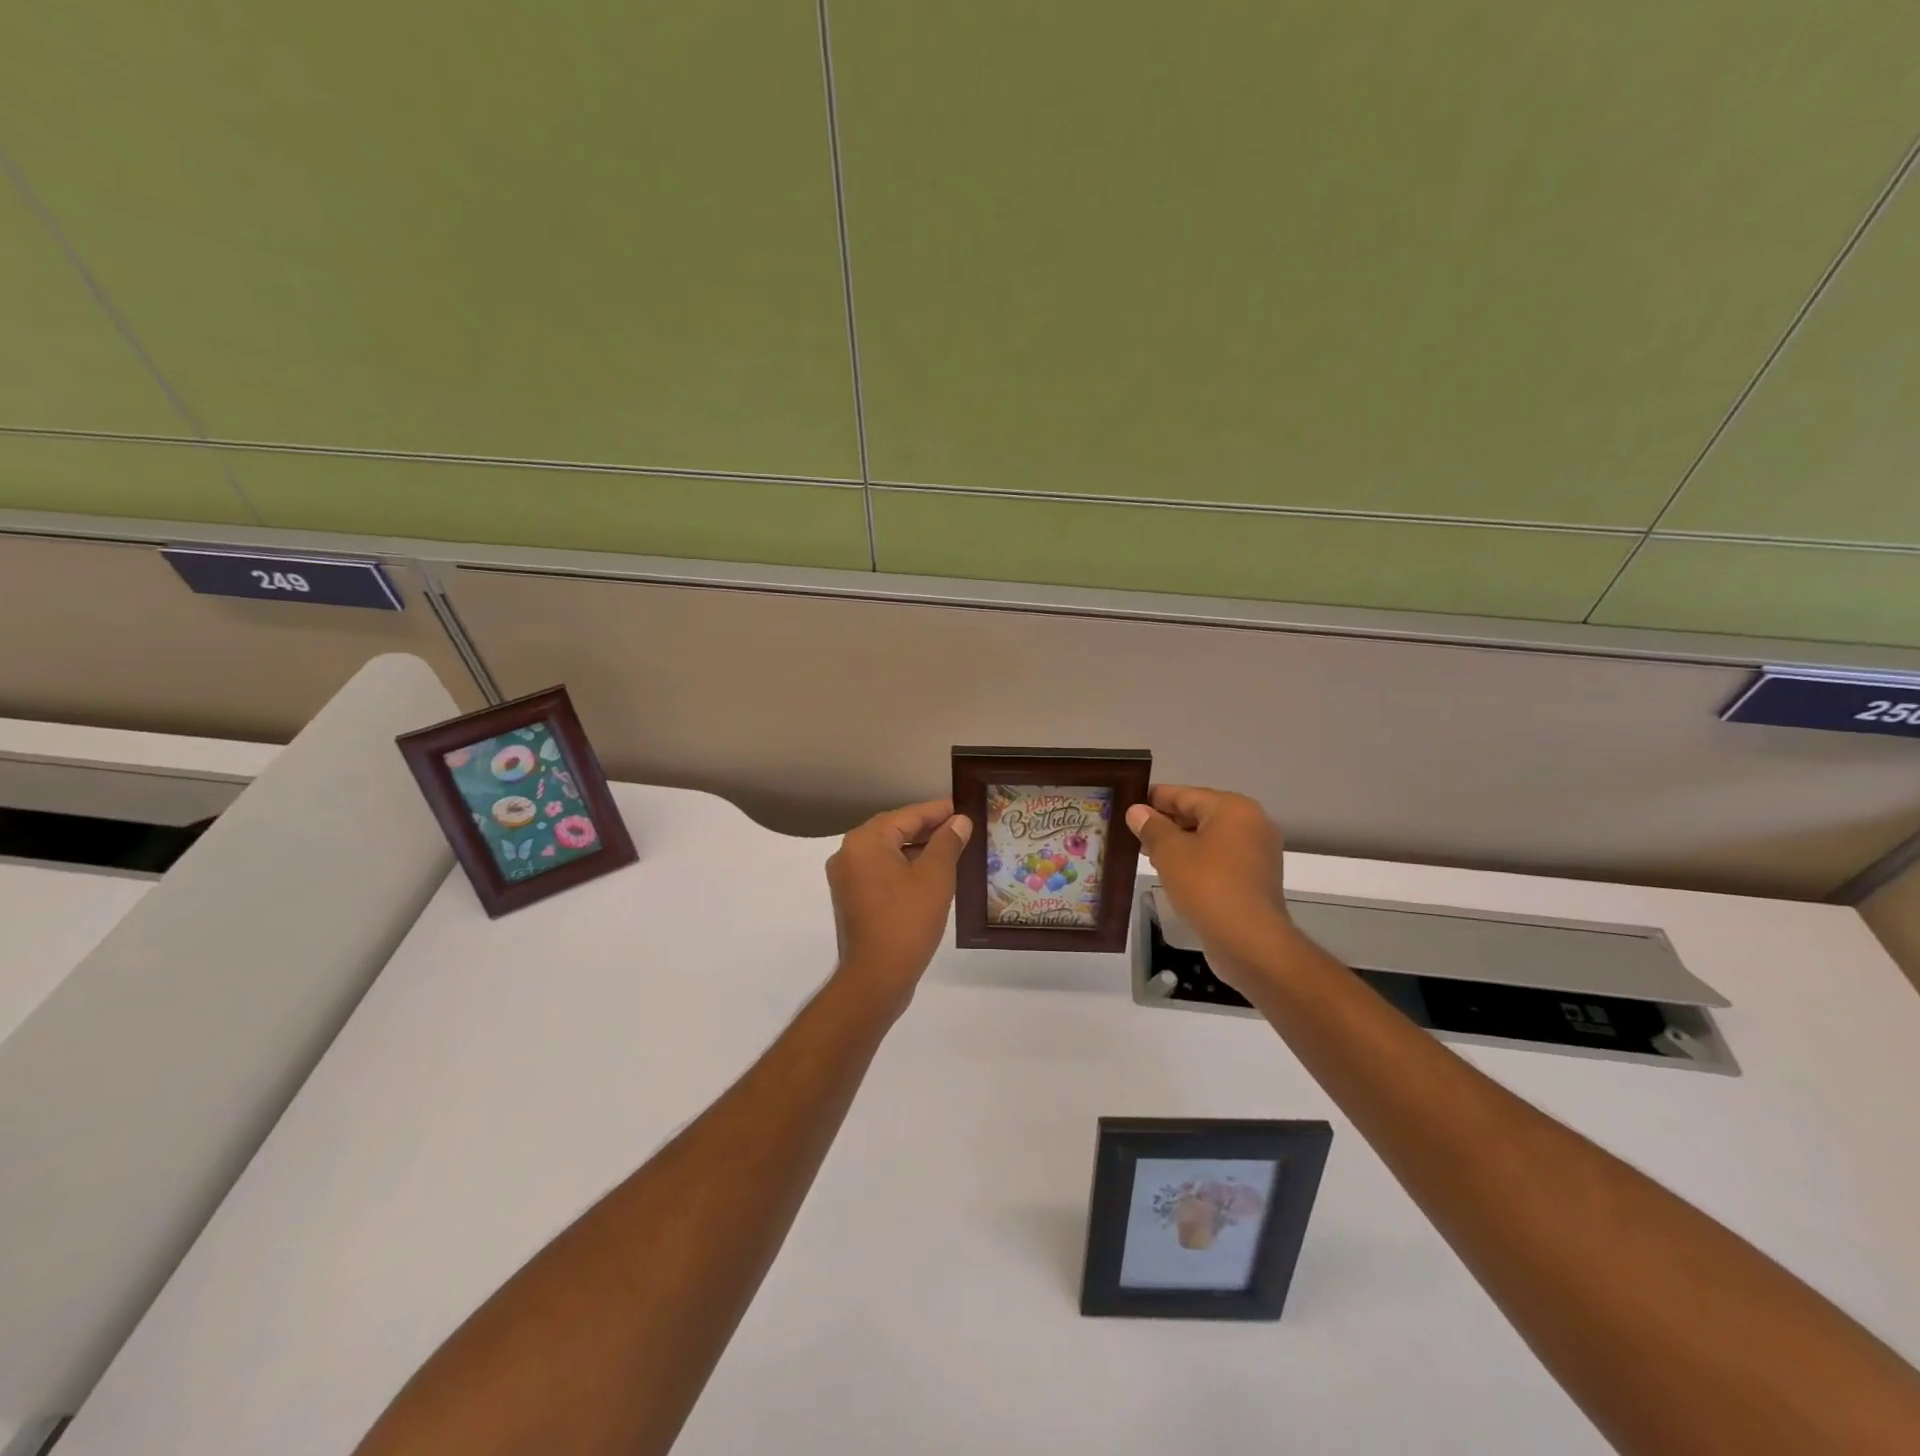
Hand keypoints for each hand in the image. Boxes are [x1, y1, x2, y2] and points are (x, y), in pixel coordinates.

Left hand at [825, 799, 971, 1015]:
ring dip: (917, 849)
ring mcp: (847, 879)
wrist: (876, 978)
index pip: (907, 815)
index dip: (937, 811)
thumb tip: (959, 821)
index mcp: (865, 841)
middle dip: (928, 829)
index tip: (962, 807)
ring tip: (951, 850)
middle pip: (894, 830)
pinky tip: (930, 875)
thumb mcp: (935, 876)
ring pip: (888, 853)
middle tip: (961, 827)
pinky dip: (904, 869)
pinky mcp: (852, 900)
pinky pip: (881, 873)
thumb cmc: (907, 920)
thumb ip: (947, 843)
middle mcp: (849, 854)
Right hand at [1126, 785, 1295, 991]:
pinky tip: (1174, 874)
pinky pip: (1220, 860)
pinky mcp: (1256, 879)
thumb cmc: (1207, 886)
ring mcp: (1258, 853)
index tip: (1129, 804)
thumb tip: (1137, 810)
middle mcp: (1252, 824)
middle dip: (1166, 823)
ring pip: (1210, 839)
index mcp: (1233, 809)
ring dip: (1180, 844)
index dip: (1154, 799)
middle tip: (1133, 833)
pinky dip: (1198, 861)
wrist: (1250, 941)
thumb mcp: (1170, 853)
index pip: (1185, 794)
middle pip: (1199, 814)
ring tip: (1148, 854)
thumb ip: (1151, 827)